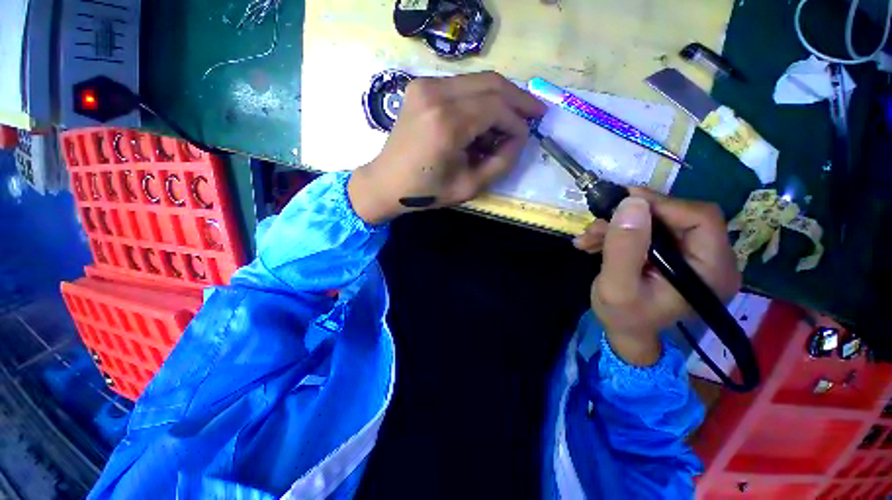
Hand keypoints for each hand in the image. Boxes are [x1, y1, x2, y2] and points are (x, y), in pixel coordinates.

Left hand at [348, 72, 545, 223]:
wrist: (387, 182)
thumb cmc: (426, 191)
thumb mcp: (469, 186)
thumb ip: (500, 163)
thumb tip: (518, 139)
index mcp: (447, 124)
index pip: (497, 109)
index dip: (517, 122)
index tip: (526, 137)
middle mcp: (436, 95)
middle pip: (492, 83)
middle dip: (518, 99)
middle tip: (535, 113)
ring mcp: (426, 86)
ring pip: (479, 80)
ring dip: (501, 97)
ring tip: (515, 116)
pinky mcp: (421, 87)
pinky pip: (462, 85)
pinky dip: (480, 98)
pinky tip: (487, 116)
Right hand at [573, 189, 739, 365]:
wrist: (625, 332)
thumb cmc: (624, 317)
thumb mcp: (617, 286)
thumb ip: (624, 248)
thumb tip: (631, 203)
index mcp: (711, 271)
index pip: (701, 218)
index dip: (662, 204)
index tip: (621, 202)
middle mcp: (712, 259)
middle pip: (678, 216)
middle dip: (631, 216)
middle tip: (596, 224)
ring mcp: (694, 255)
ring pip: (659, 221)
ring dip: (619, 225)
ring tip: (588, 238)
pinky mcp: (676, 254)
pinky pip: (650, 230)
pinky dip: (620, 232)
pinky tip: (595, 242)